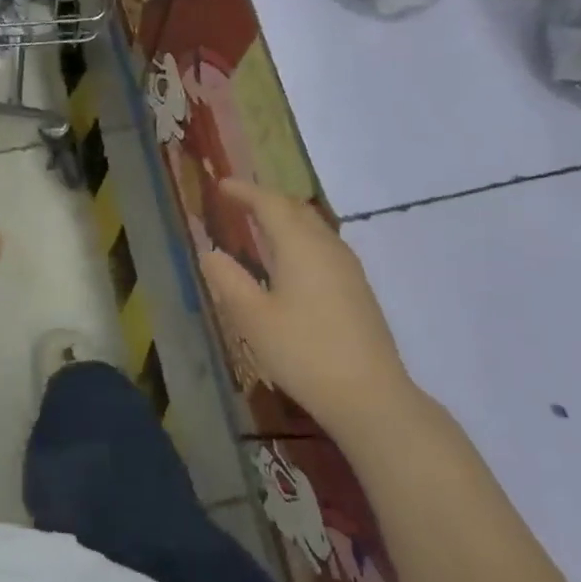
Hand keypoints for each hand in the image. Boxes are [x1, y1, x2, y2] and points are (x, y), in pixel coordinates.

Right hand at [199, 178, 412, 429]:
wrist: (370, 396)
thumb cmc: (304, 352)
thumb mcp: (253, 318)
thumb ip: (228, 280)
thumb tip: (209, 253)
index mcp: (300, 246)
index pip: (270, 203)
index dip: (244, 191)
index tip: (221, 185)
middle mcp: (327, 247)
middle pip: (296, 209)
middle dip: (266, 200)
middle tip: (238, 202)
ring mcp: (347, 268)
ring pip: (313, 227)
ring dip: (285, 218)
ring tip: (260, 226)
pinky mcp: (356, 289)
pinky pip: (323, 246)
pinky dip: (300, 238)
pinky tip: (290, 261)